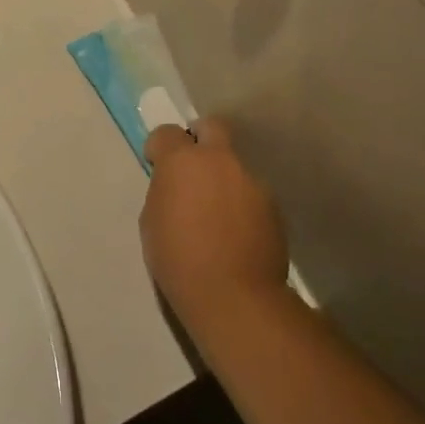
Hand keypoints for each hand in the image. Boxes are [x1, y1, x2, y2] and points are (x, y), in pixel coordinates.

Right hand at [141, 120, 288, 331]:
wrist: (233, 295)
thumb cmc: (178, 259)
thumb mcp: (152, 222)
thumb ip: (164, 191)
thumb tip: (176, 186)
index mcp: (182, 161)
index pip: (167, 133)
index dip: (159, 148)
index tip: (157, 166)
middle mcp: (220, 160)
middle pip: (211, 127)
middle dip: (199, 140)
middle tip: (192, 169)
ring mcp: (250, 180)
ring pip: (234, 164)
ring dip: (223, 177)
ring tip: (217, 212)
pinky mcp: (272, 204)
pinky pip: (250, 192)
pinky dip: (241, 202)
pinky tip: (236, 231)